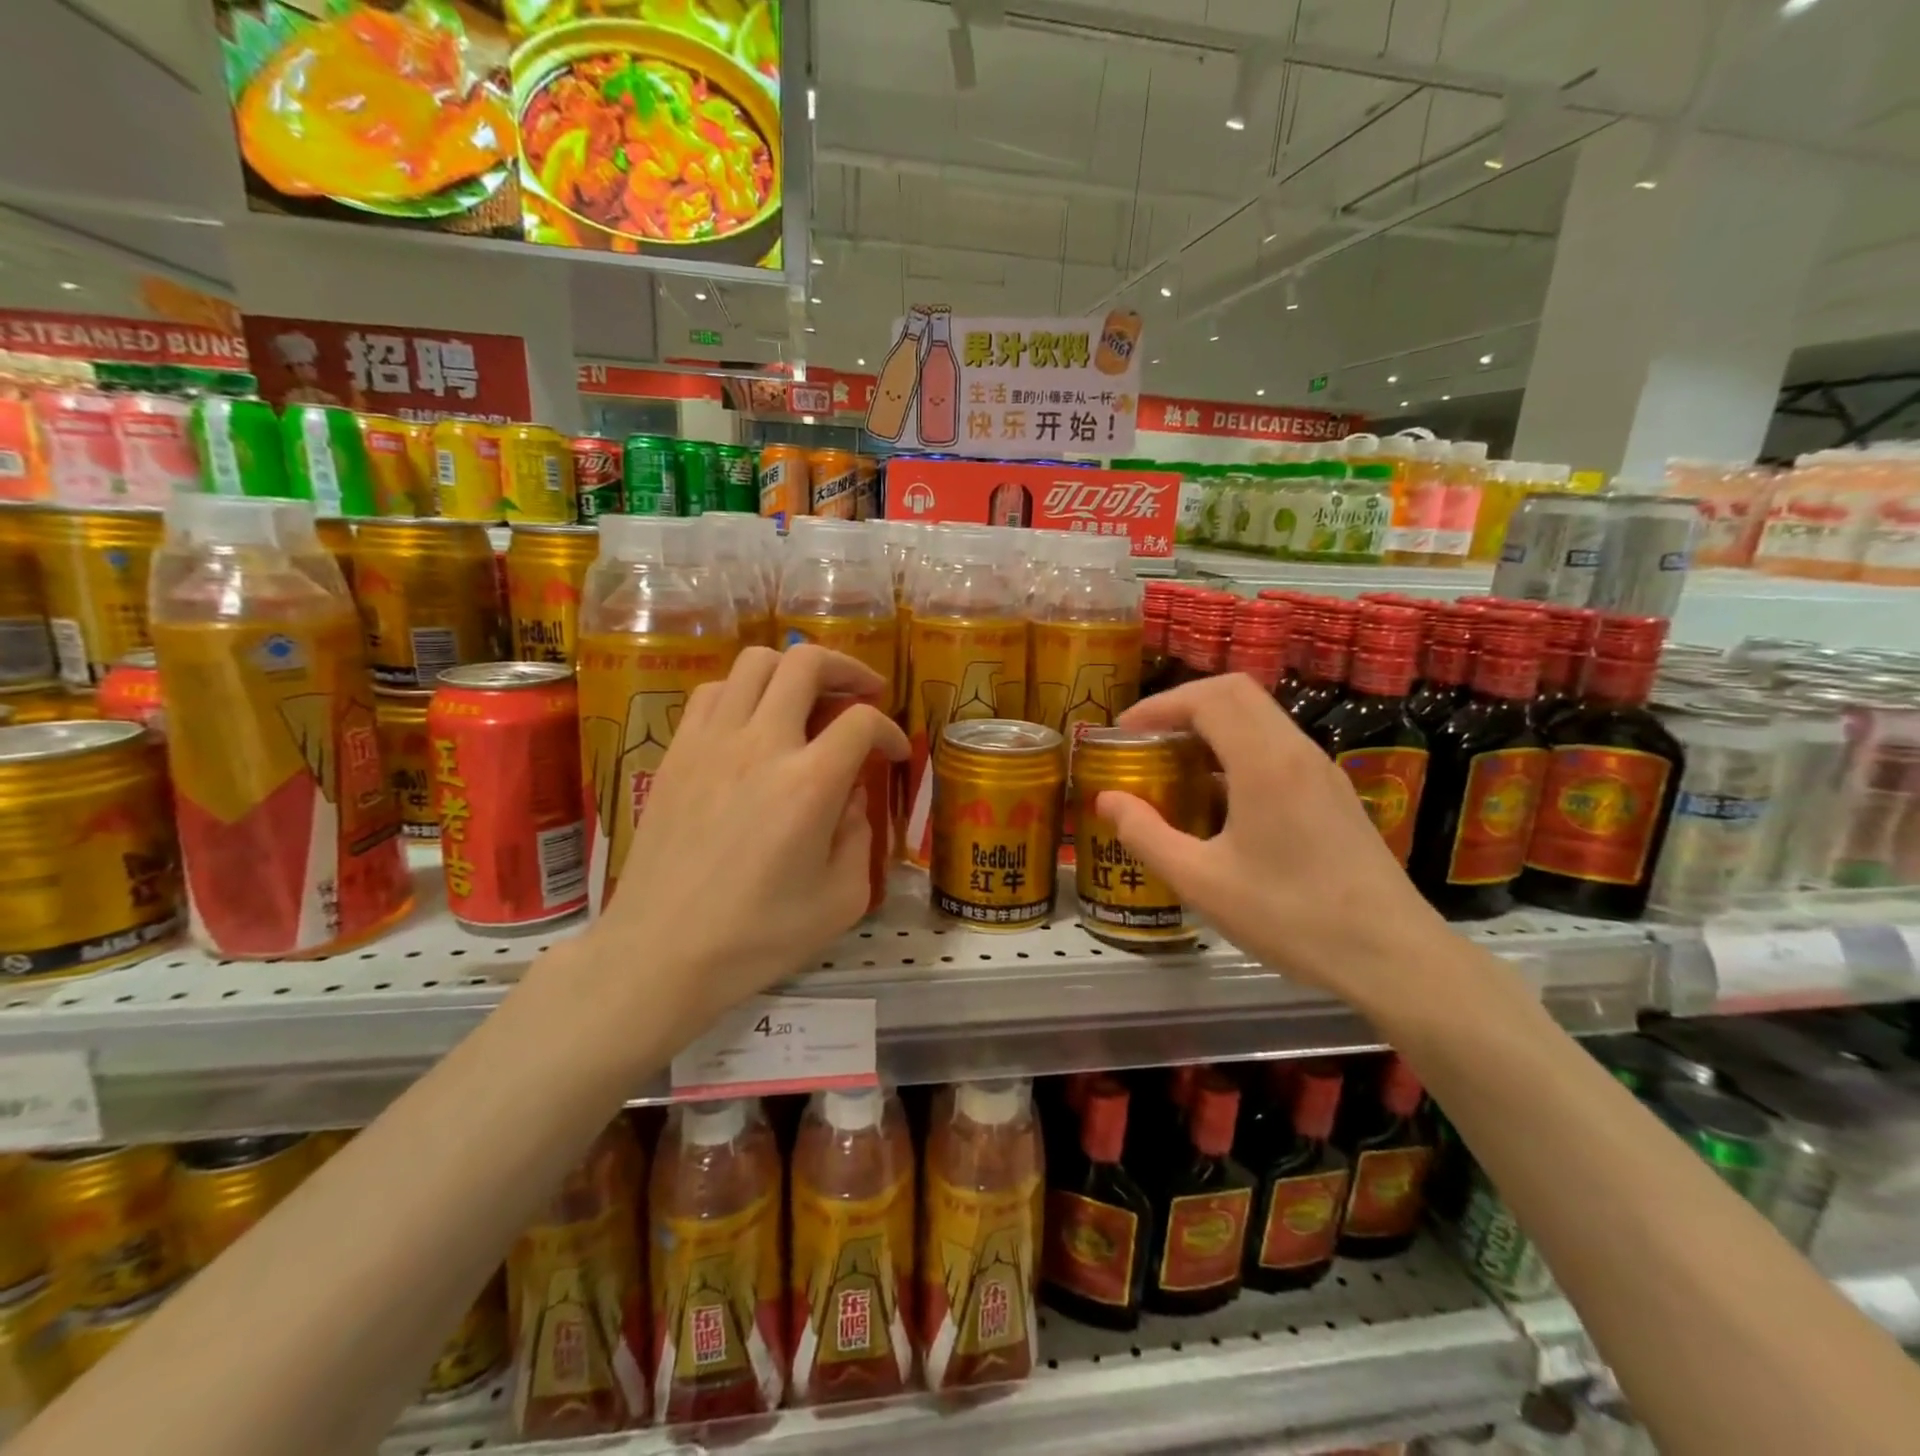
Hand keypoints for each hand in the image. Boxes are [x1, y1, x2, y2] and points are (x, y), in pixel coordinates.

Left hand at [579, 645, 906, 1033]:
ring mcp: (711, 742)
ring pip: (754, 662)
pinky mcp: (677, 752)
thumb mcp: (841, 900)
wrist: (661, 953)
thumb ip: (859, 837)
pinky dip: (743, 690)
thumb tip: (850, 797)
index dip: (889, 730)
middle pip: (806, 662)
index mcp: (809, 784)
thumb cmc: (757, 937)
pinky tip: (753, 722)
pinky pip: (713, 691)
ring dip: (792, 670)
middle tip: (862, 691)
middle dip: (846, 668)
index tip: (893, 754)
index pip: (861, 722)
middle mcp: (761, 744)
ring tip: (808, 699)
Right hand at [1097, 673, 1448, 1004]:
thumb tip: (1106, 800)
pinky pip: (1277, 748)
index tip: (1123, 732)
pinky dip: (1237, 751)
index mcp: (1265, 762)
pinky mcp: (1333, 793)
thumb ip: (1146, 835)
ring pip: (1260, 718)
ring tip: (1175, 768)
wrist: (1392, 955)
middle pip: (1235, 693)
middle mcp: (1297, 751)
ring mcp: (1322, 770)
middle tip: (1146, 741)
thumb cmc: (1291, 916)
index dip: (1159, 705)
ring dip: (1212, 727)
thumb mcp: (1202, 881)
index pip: (1208, 698)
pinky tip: (1219, 801)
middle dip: (1183, 706)